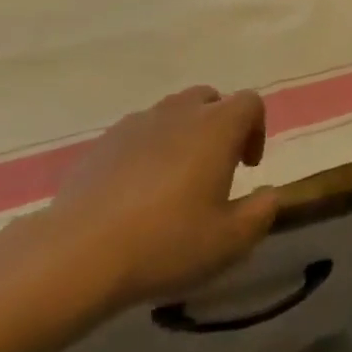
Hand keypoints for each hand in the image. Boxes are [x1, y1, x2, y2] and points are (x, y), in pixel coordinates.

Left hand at [33, 87, 278, 315]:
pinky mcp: (104, 140)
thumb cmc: (166, 243)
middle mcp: (179, 112)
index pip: (250, 102)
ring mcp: (138, 122)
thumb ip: (261, 213)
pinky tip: (137, 192)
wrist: (80, 252)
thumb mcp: (230, 242)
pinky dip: (149, 150)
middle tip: (215, 170)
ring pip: (173, 113)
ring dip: (184, 135)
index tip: (248, 167)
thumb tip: (271, 194)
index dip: (257, 129)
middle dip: (220, 127)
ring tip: (175, 182)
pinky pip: (139, 132)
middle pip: (210, 99)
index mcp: (216, 127)